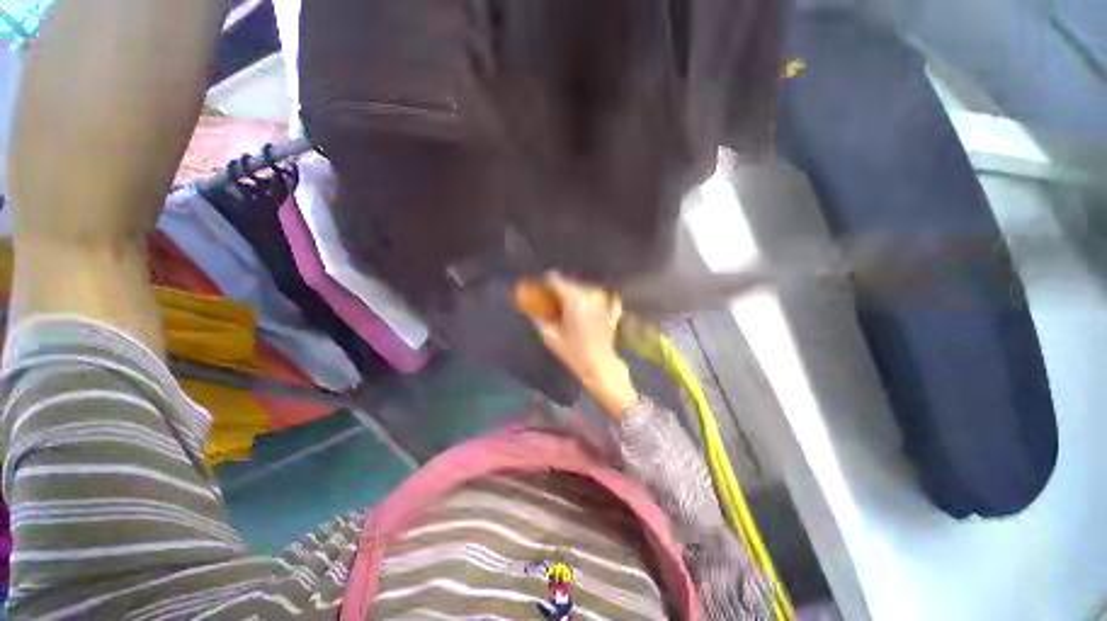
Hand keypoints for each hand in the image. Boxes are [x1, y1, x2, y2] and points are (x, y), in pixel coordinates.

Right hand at [530, 272, 638, 417]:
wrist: (600, 366)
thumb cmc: (574, 353)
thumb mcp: (550, 336)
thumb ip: (539, 317)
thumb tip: (531, 307)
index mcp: (574, 301)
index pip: (556, 281)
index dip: (545, 282)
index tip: (539, 287)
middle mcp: (590, 295)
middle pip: (569, 282)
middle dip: (558, 288)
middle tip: (550, 298)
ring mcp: (602, 300)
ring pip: (582, 287)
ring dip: (572, 292)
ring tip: (565, 304)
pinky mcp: (609, 306)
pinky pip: (595, 294)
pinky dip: (586, 297)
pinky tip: (581, 306)